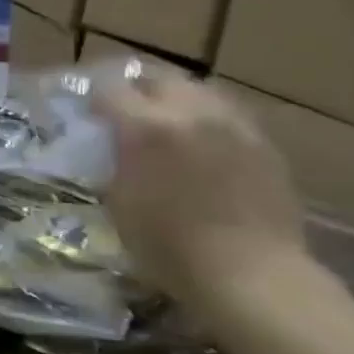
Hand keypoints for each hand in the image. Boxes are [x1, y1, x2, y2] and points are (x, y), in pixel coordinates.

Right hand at [90, 67, 309, 318]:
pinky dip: (208, 122)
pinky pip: (228, 116)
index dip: (95, 100)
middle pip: (158, 78)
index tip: (90, 115)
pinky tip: (204, 147)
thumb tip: (113, 146)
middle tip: (127, 113)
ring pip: (198, 91)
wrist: (251, 275)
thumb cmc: (168, 246)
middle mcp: (191, 113)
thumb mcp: (118, 202)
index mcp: (146, 127)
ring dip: (177, 101)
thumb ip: (115, 161)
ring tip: (169, 125)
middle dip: (138, 91)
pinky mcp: (264, 145)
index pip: (110, 90)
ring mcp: (233, 126)